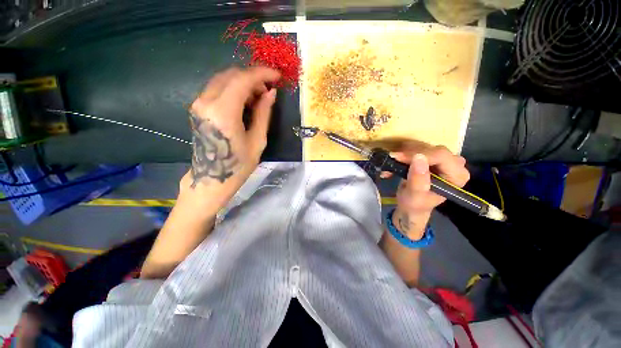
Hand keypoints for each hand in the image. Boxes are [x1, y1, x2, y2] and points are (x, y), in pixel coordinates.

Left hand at [187, 67, 280, 189]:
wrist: (211, 179)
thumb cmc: (238, 165)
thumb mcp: (257, 140)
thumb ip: (263, 113)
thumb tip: (271, 93)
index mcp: (223, 113)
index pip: (242, 79)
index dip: (262, 74)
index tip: (277, 76)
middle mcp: (206, 103)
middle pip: (231, 75)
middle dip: (253, 78)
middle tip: (268, 91)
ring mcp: (198, 104)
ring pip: (223, 79)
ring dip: (243, 83)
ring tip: (258, 99)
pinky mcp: (198, 107)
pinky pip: (217, 88)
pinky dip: (233, 89)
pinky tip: (245, 102)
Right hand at [389, 144, 469, 238]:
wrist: (411, 206)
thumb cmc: (414, 205)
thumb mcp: (415, 196)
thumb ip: (418, 179)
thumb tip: (418, 157)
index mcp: (457, 176)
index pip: (441, 156)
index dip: (419, 154)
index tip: (399, 157)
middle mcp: (455, 165)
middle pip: (433, 150)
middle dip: (410, 154)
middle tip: (393, 159)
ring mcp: (444, 161)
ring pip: (424, 147)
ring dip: (405, 154)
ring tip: (392, 162)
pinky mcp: (433, 158)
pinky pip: (419, 149)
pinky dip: (405, 154)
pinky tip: (396, 162)